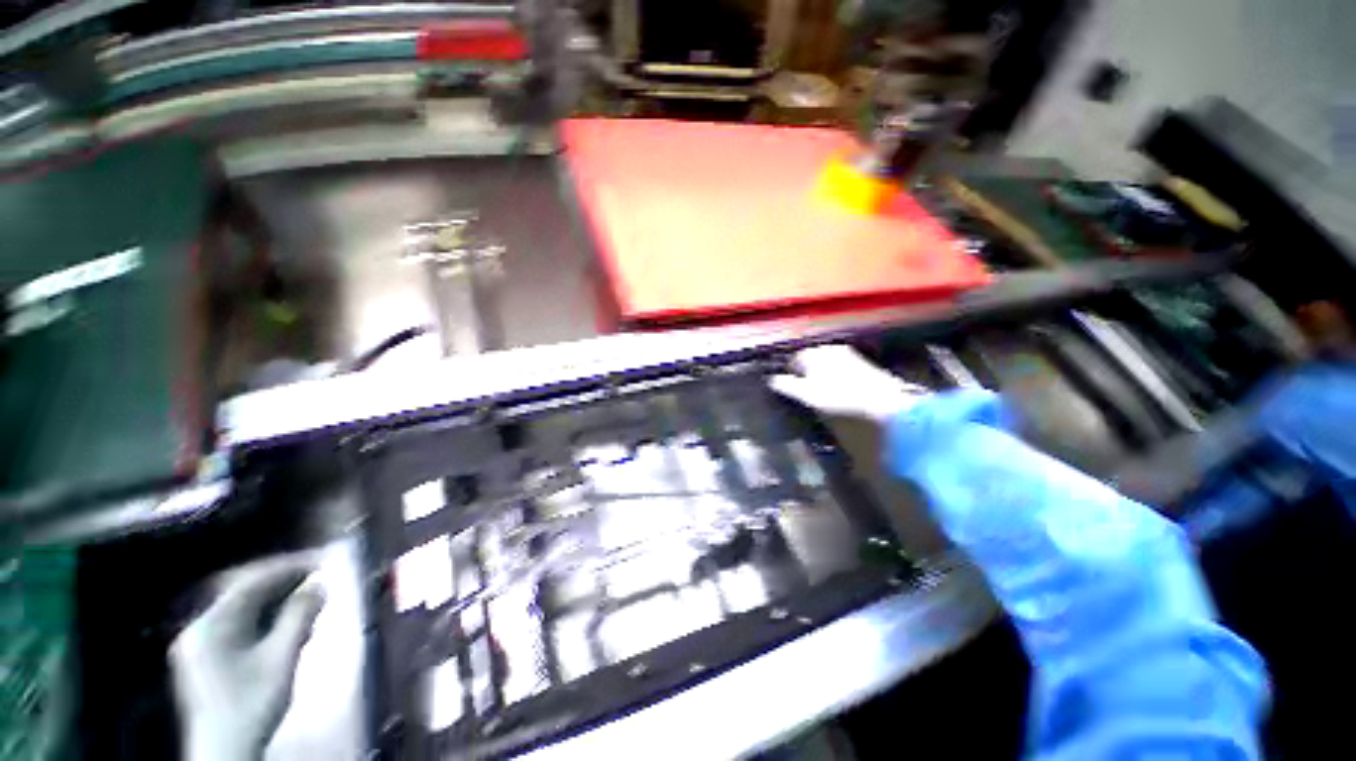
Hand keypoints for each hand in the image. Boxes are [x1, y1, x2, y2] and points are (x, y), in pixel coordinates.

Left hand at [171, 555, 324, 760]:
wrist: (225, 751)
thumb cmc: (254, 703)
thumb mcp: (282, 659)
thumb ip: (300, 617)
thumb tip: (319, 584)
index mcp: (211, 624)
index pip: (252, 581)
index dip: (289, 567)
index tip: (322, 560)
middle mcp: (199, 628)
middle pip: (244, 594)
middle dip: (282, 584)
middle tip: (318, 578)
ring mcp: (198, 645)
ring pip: (241, 610)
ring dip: (275, 601)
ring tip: (308, 599)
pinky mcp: (204, 660)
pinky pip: (236, 626)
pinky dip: (263, 619)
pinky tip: (284, 625)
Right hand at [769, 345, 929, 422]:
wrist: (884, 403)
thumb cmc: (839, 397)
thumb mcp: (807, 394)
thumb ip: (787, 385)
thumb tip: (771, 380)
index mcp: (814, 353)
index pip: (792, 360)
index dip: (786, 376)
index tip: (786, 391)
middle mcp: (830, 349)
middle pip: (809, 361)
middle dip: (803, 374)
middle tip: (801, 394)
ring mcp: (849, 355)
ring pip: (825, 365)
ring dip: (819, 377)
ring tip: (819, 396)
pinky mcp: (863, 365)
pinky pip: (840, 370)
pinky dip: (834, 380)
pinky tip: (838, 394)